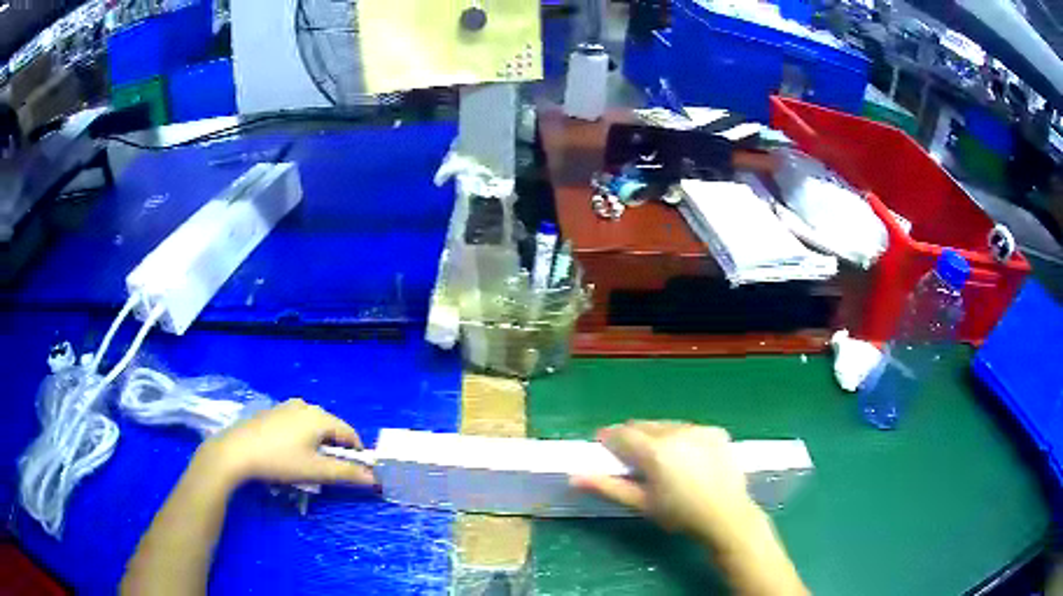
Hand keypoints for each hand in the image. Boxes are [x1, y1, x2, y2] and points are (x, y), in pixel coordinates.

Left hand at [199, 398, 375, 487]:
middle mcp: (305, 406)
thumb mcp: (316, 471)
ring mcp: (286, 406)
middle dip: (334, 449)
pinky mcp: (271, 412)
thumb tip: (373, 478)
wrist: (236, 452)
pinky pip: (295, 423)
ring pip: (312, 425)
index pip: (349, 433)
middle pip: (330, 427)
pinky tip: (287, 453)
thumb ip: (346, 473)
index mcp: (319, 417)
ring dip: (316, 443)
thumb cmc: (280, 461)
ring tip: (307, 463)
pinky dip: (300, 437)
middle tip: (327, 471)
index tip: (353, 472)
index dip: (356, 453)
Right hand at [572, 421, 759, 543]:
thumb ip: (608, 487)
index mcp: (655, 450)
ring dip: (657, 436)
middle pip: (643, 425)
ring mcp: (699, 429)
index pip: (622, 433)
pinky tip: (687, 458)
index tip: (604, 448)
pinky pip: (689, 428)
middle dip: (633, 437)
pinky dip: (681, 438)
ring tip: (662, 460)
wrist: (727, 516)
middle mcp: (677, 432)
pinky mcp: (716, 431)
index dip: (609, 438)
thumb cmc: (679, 514)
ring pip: (666, 425)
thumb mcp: (641, 504)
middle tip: (633, 459)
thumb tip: (575, 477)